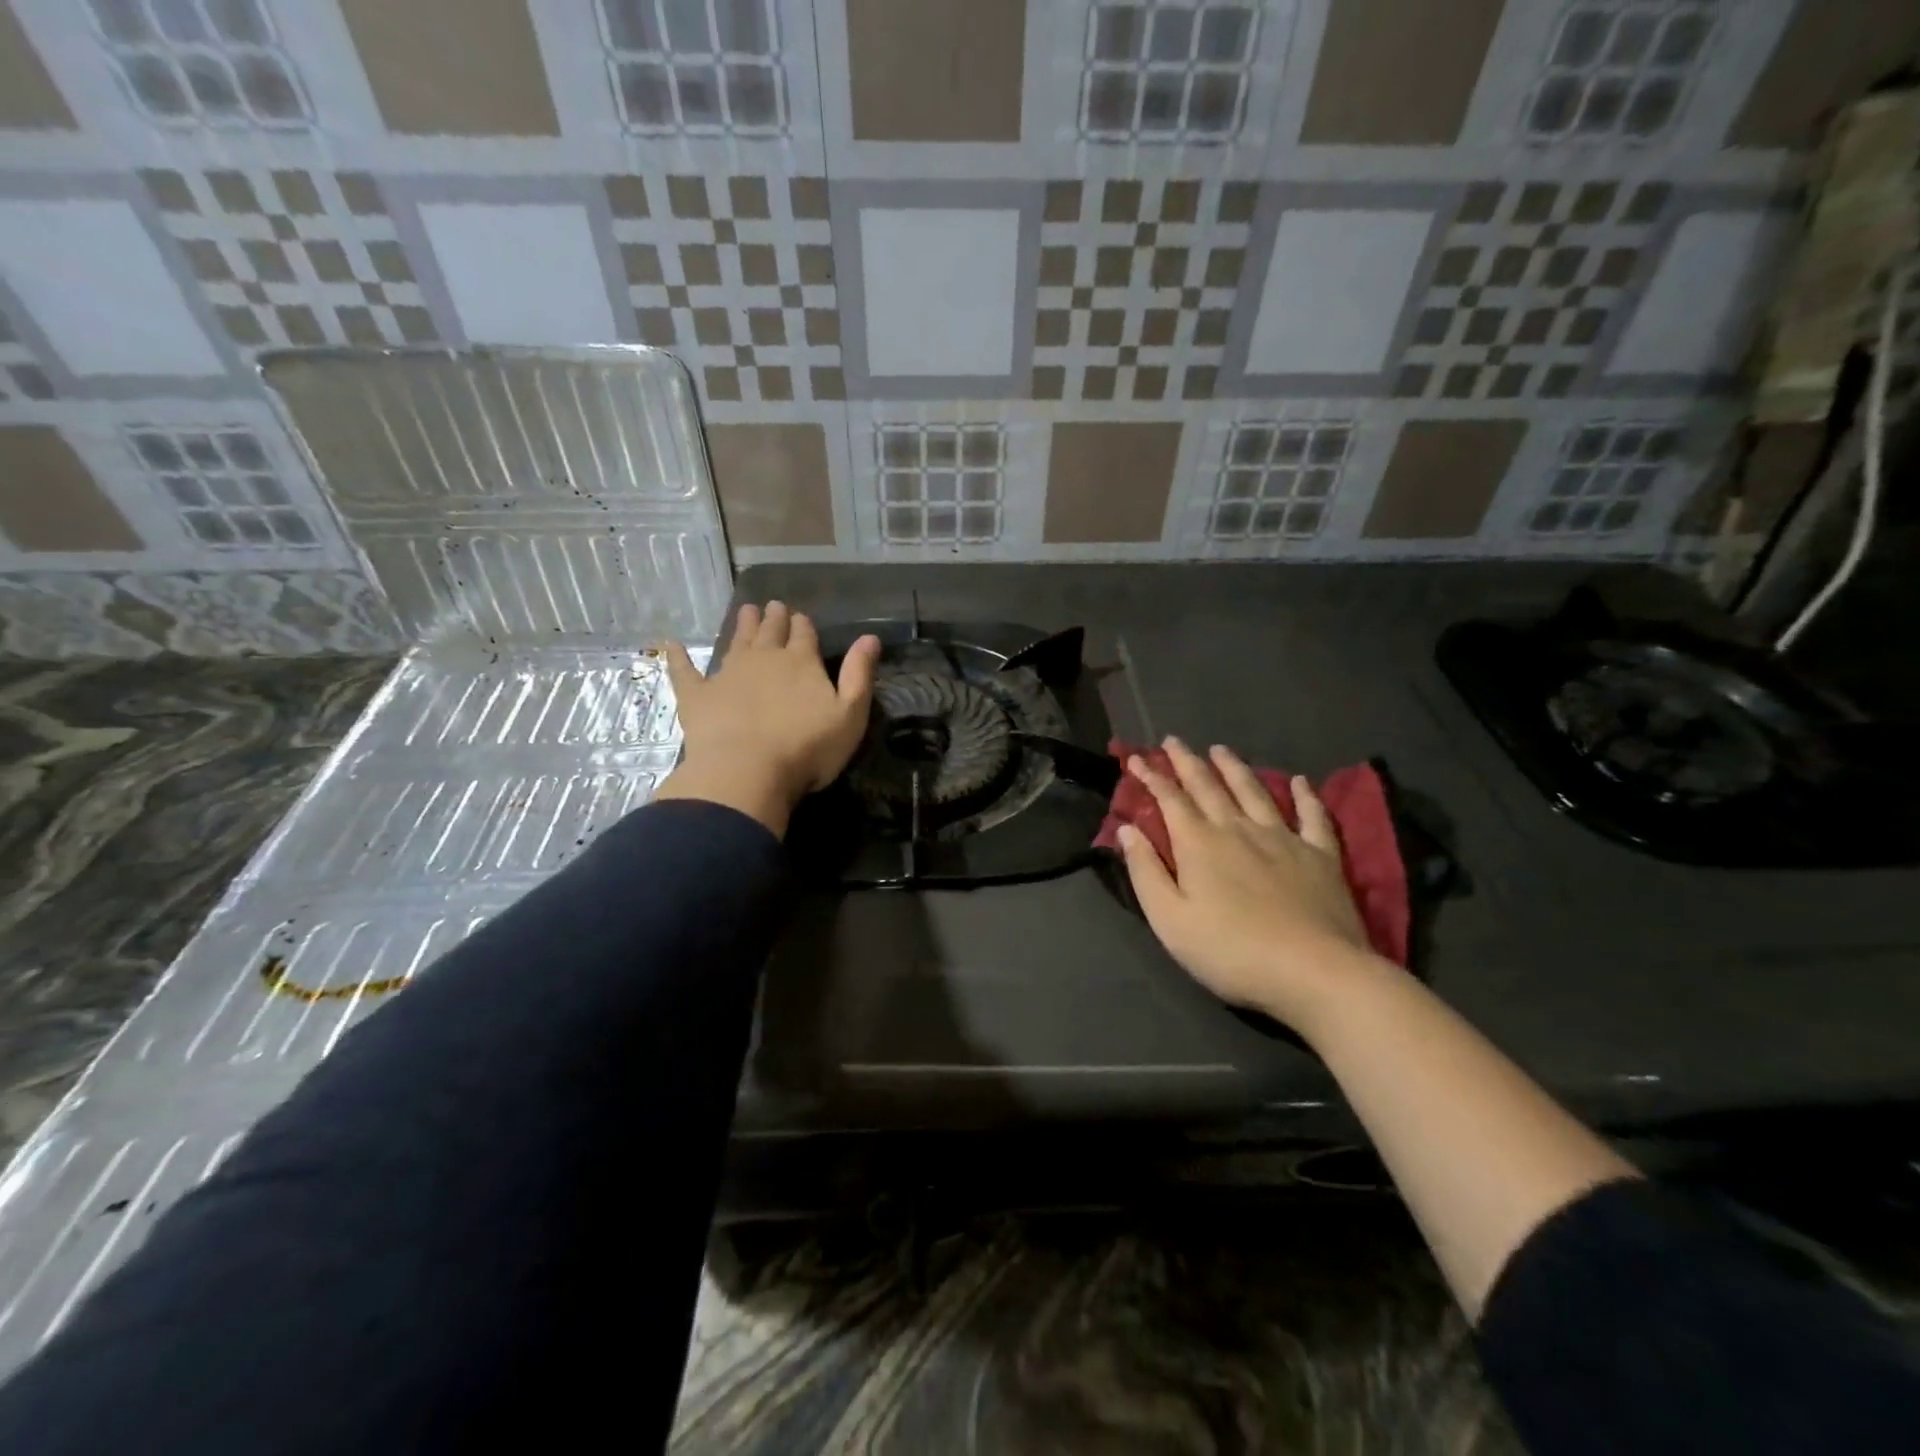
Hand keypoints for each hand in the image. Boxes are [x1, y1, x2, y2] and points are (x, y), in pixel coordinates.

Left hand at [655, 602, 879, 836]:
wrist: (747, 771)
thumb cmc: (807, 748)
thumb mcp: (850, 714)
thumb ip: (859, 674)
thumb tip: (870, 637)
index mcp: (801, 662)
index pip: (804, 634)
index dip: (803, 625)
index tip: (800, 616)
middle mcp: (764, 659)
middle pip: (770, 631)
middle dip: (774, 618)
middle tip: (772, 606)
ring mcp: (727, 674)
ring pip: (737, 642)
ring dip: (742, 626)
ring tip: (745, 611)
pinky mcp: (697, 695)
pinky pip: (685, 670)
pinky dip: (678, 657)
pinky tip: (669, 644)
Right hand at [1117, 738, 1383, 1033]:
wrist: (1314, 972)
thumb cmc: (1230, 951)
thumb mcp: (1170, 920)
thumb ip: (1146, 871)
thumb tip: (1128, 830)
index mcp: (1199, 843)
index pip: (1169, 799)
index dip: (1151, 777)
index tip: (1136, 758)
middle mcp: (1238, 828)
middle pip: (1208, 786)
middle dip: (1187, 762)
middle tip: (1174, 741)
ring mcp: (1283, 838)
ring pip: (1254, 791)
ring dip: (1234, 768)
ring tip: (1221, 750)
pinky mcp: (1320, 855)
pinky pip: (1312, 815)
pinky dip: (1305, 795)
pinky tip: (1299, 781)